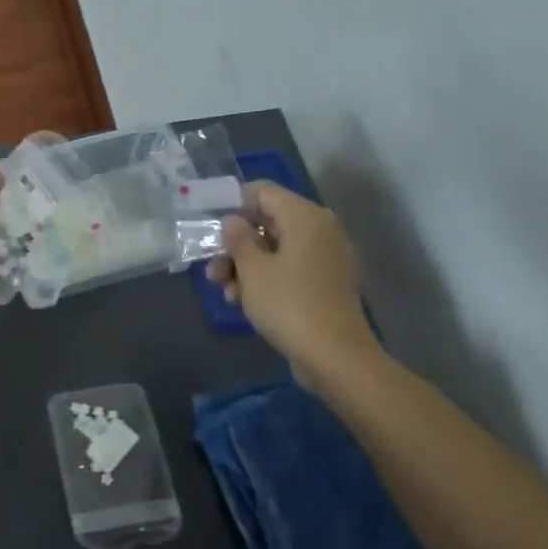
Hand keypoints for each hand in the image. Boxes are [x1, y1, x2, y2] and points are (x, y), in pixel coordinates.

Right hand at [207, 181, 379, 387]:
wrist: (335, 357)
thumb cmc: (288, 303)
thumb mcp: (251, 269)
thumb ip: (237, 239)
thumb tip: (233, 221)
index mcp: (305, 217)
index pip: (263, 192)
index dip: (233, 204)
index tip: (212, 228)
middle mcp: (321, 230)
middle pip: (268, 223)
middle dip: (236, 245)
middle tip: (213, 270)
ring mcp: (327, 258)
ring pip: (277, 249)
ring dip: (247, 266)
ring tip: (225, 292)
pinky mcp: (327, 284)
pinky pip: (291, 269)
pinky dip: (267, 279)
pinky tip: (244, 301)